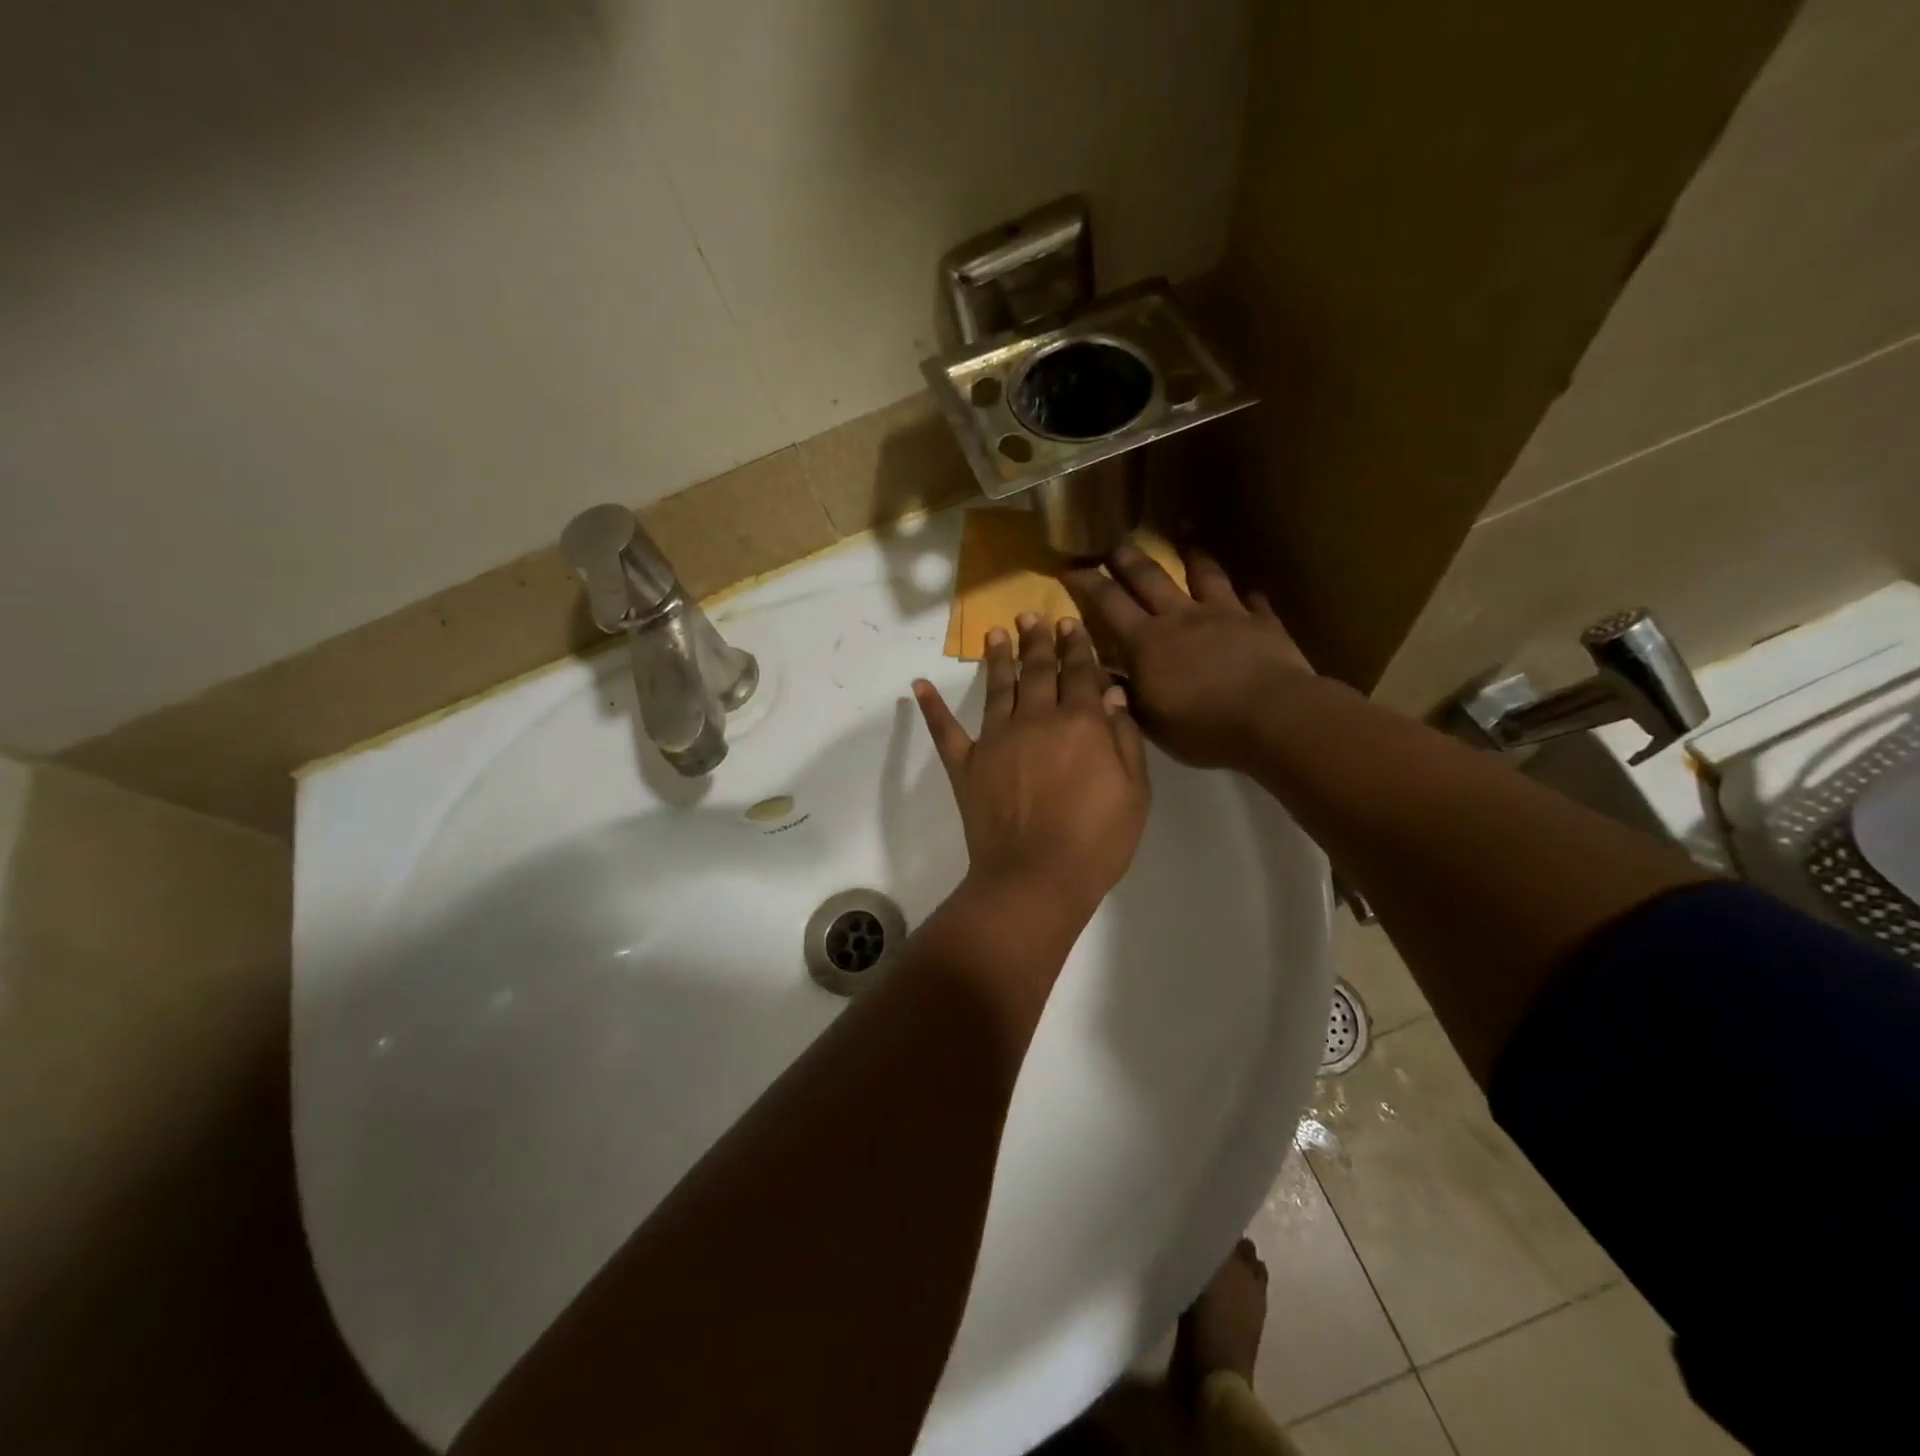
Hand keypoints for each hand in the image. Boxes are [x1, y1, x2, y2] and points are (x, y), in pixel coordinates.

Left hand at [913, 614, 1149, 915]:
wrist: (1035, 878)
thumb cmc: (1096, 841)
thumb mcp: (1134, 793)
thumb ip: (1124, 740)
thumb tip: (1113, 696)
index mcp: (1081, 724)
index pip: (1080, 673)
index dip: (1077, 646)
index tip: (1071, 623)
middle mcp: (1036, 719)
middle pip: (1038, 670)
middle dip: (1037, 640)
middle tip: (1032, 615)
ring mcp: (995, 739)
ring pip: (998, 687)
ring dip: (998, 657)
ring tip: (996, 631)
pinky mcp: (965, 764)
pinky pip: (945, 730)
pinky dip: (932, 707)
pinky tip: (919, 685)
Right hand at [1064, 543, 1312, 772]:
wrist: (1272, 717)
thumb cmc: (1202, 727)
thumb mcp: (1150, 721)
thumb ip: (1124, 694)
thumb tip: (1101, 675)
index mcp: (1146, 642)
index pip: (1108, 603)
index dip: (1087, 583)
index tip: (1070, 567)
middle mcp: (1180, 617)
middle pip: (1149, 577)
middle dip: (1126, 557)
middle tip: (1113, 541)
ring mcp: (1224, 614)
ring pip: (1203, 574)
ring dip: (1192, 555)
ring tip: (1185, 537)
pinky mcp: (1261, 623)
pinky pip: (1252, 601)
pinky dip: (1248, 596)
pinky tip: (1249, 591)